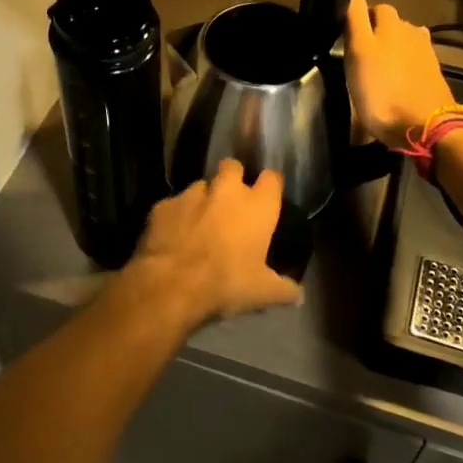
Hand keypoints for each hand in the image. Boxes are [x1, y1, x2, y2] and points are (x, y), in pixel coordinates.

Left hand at [124, 160, 301, 326]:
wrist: (172, 284)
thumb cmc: (227, 283)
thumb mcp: (262, 292)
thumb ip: (284, 289)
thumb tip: (298, 295)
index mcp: (257, 206)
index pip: (272, 178)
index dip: (270, 186)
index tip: (268, 198)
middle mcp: (226, 190)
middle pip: (232, 167)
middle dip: (233, 178)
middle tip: (231, 202)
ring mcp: (191, 194)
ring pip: (201, 185)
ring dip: (203, 199)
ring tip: (200, 222)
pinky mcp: (163, 205)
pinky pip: (174, 204)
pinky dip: (176, 216)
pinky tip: (174, 236)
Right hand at [343, 0, 456, 147]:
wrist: (425, 128)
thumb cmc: (383, 91)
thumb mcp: (358, 53)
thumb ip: (355, 19)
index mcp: (391, 24)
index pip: (371, 7)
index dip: (356, 15)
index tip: (342, 32)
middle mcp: (412, 32)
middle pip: (390, 24)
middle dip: (375, 32)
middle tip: (357, 53)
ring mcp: (426, 55)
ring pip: (403, 42)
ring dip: (390, 50)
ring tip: (375, 69)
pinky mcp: (433, 76)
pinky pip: (413, 62)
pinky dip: (402, 67)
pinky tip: (394, 82)